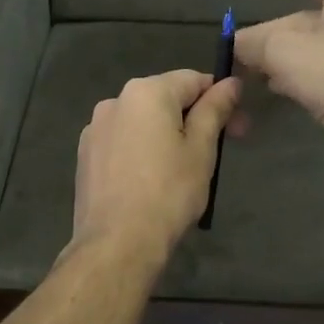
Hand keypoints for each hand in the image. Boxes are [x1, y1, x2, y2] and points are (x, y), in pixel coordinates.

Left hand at [70, 69, 241, 264]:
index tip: (238, 128)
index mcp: (146, 92)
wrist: (117, 243)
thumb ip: (214, 110)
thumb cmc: (169, 192)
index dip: (220, 99)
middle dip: (194, 119)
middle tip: (218, 152)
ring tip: (182, 172)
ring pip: (142, 123)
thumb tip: (230, 82)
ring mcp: (95, 129)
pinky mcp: (85, 156)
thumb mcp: (201, 149)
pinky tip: (151, 182)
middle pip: (165, 100)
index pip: (193, 80)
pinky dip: (141, 152)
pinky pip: (123, 143)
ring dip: (166, 136)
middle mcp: (115, 101)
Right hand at [233, 0, 323, 182]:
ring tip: (253, 69)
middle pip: (311, 18)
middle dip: (275, 31)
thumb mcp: (285, 52)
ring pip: (318, 49)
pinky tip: (279, 89)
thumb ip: (256, 43)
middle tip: (242, 46)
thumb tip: (236, 43)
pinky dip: (302, 76)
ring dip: (285, 57)